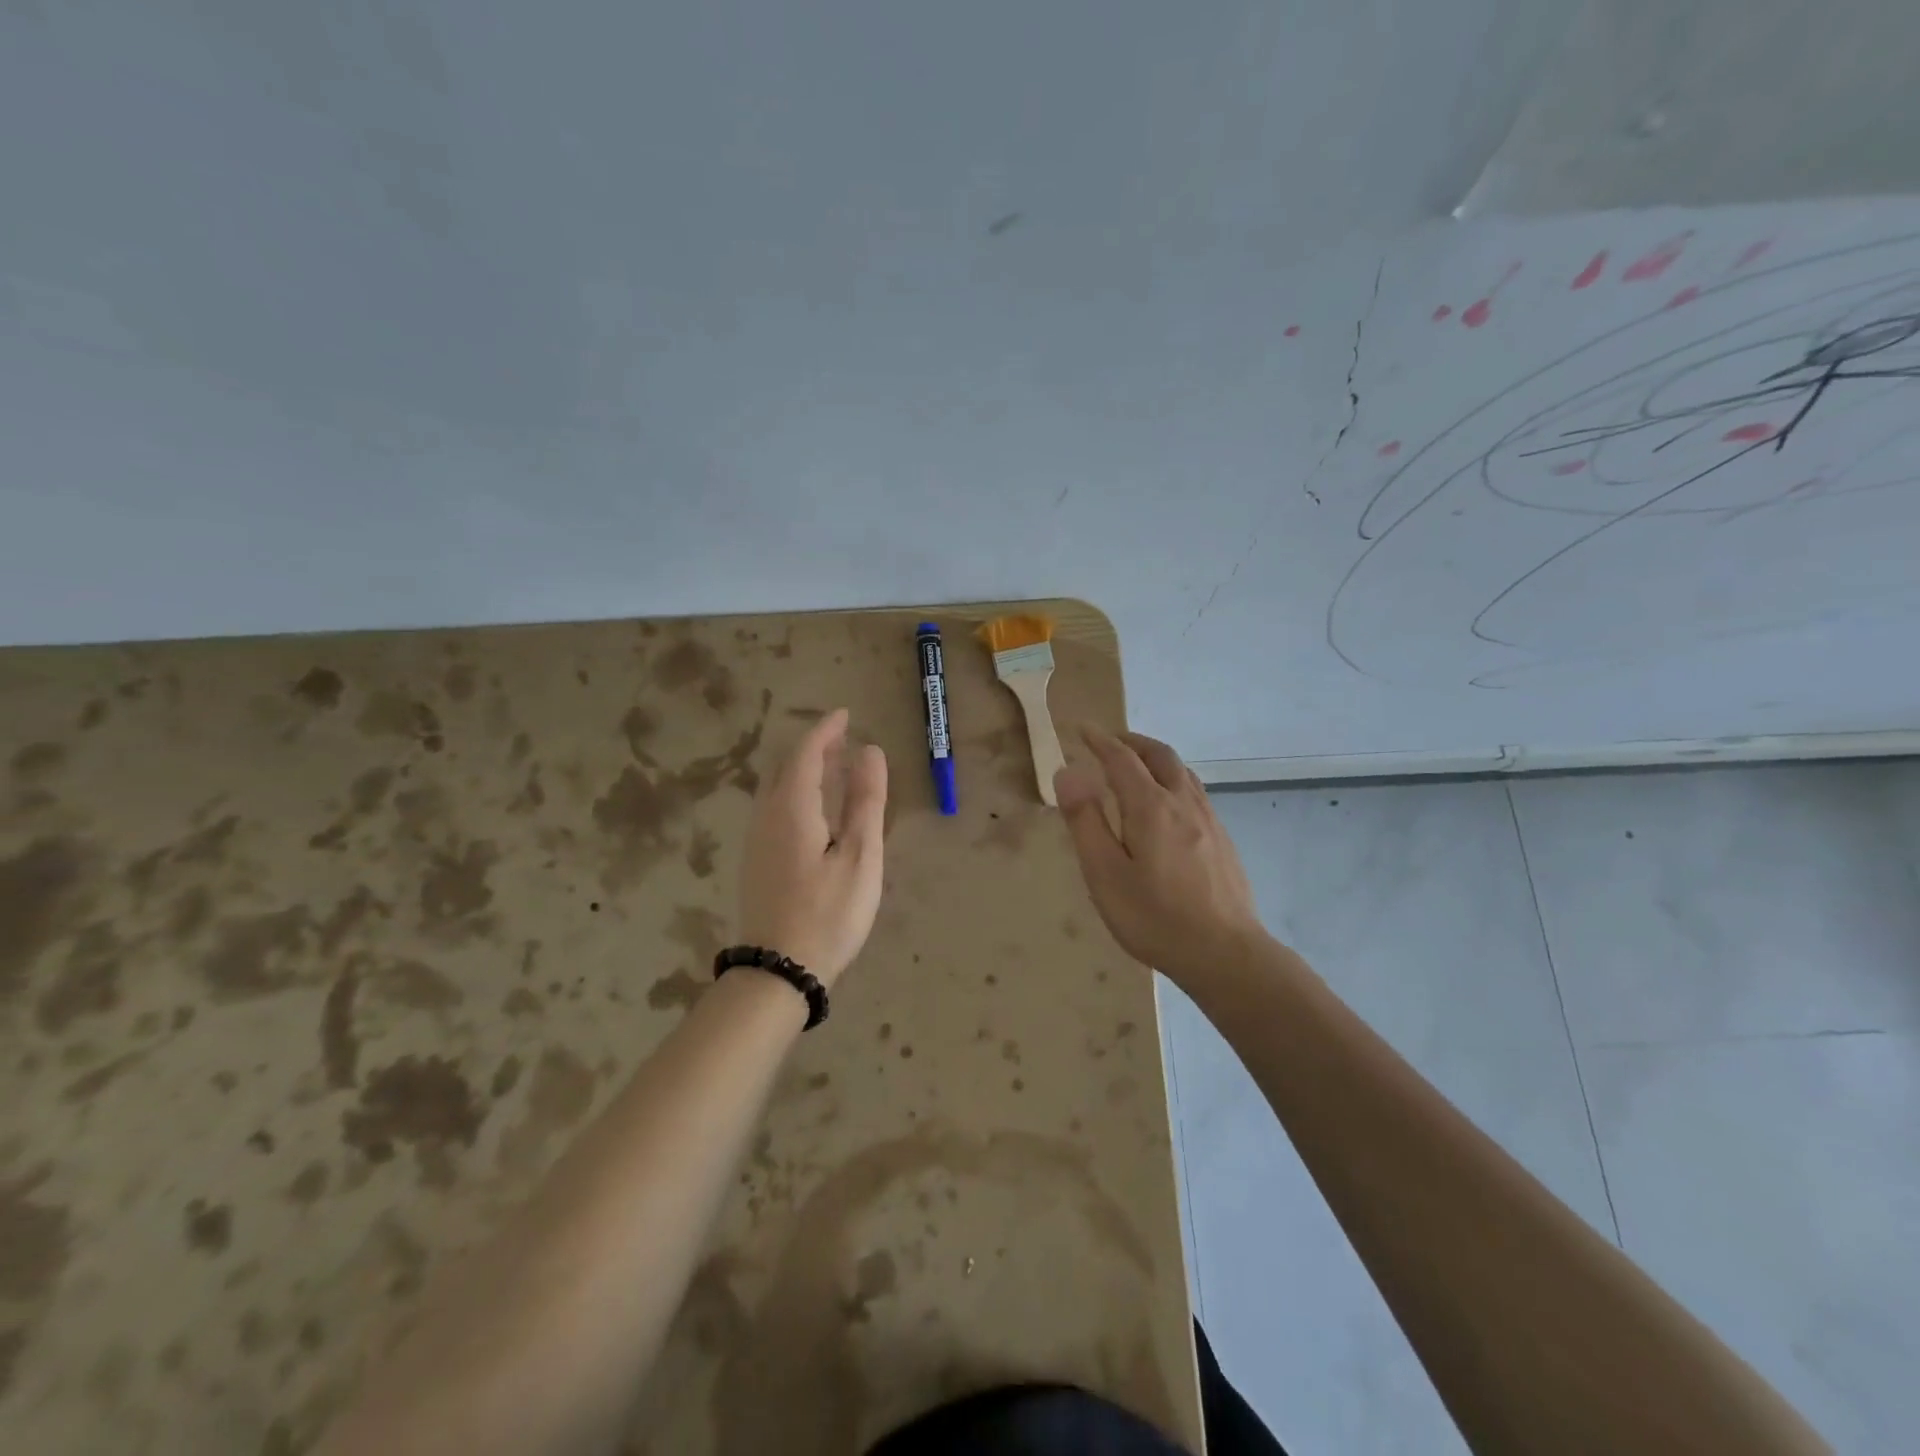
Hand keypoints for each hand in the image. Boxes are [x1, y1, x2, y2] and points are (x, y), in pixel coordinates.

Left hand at [736, 708, 886, 987]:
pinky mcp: (757, 862)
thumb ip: (865, 801)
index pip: (806, 753)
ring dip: (804, 770)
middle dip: (813, 747)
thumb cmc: (828, 913)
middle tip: (842, 739)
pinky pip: (775, 808)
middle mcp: (767, 817)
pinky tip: (815, 810)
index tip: (846, 714)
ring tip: (833, 768)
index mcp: (792, 809)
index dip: (826, 730)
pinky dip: (796, 793)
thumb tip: (870, 751)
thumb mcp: (859, 856)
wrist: (778, 970)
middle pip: (786, 767)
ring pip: (777, 789)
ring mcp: (757, 841)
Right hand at [1053, 728, 1263, 983]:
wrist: (1226, 954)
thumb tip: (1068, 772)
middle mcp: (1183, 803)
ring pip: (1182, 772)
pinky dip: (1173, 779)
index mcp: (1150, 807)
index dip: (1100, 740)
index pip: (1121, 759)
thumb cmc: (1155, 917)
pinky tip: (1168, 804)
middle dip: (1132, 741)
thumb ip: (1085, 821)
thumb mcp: (1105, 874)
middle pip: (1159, 755)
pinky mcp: (1222, 840)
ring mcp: (1209, 820)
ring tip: (1137, 765)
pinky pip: (1194, 792)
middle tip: (1109, 741)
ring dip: (1155, 758)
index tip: (1081, 728)